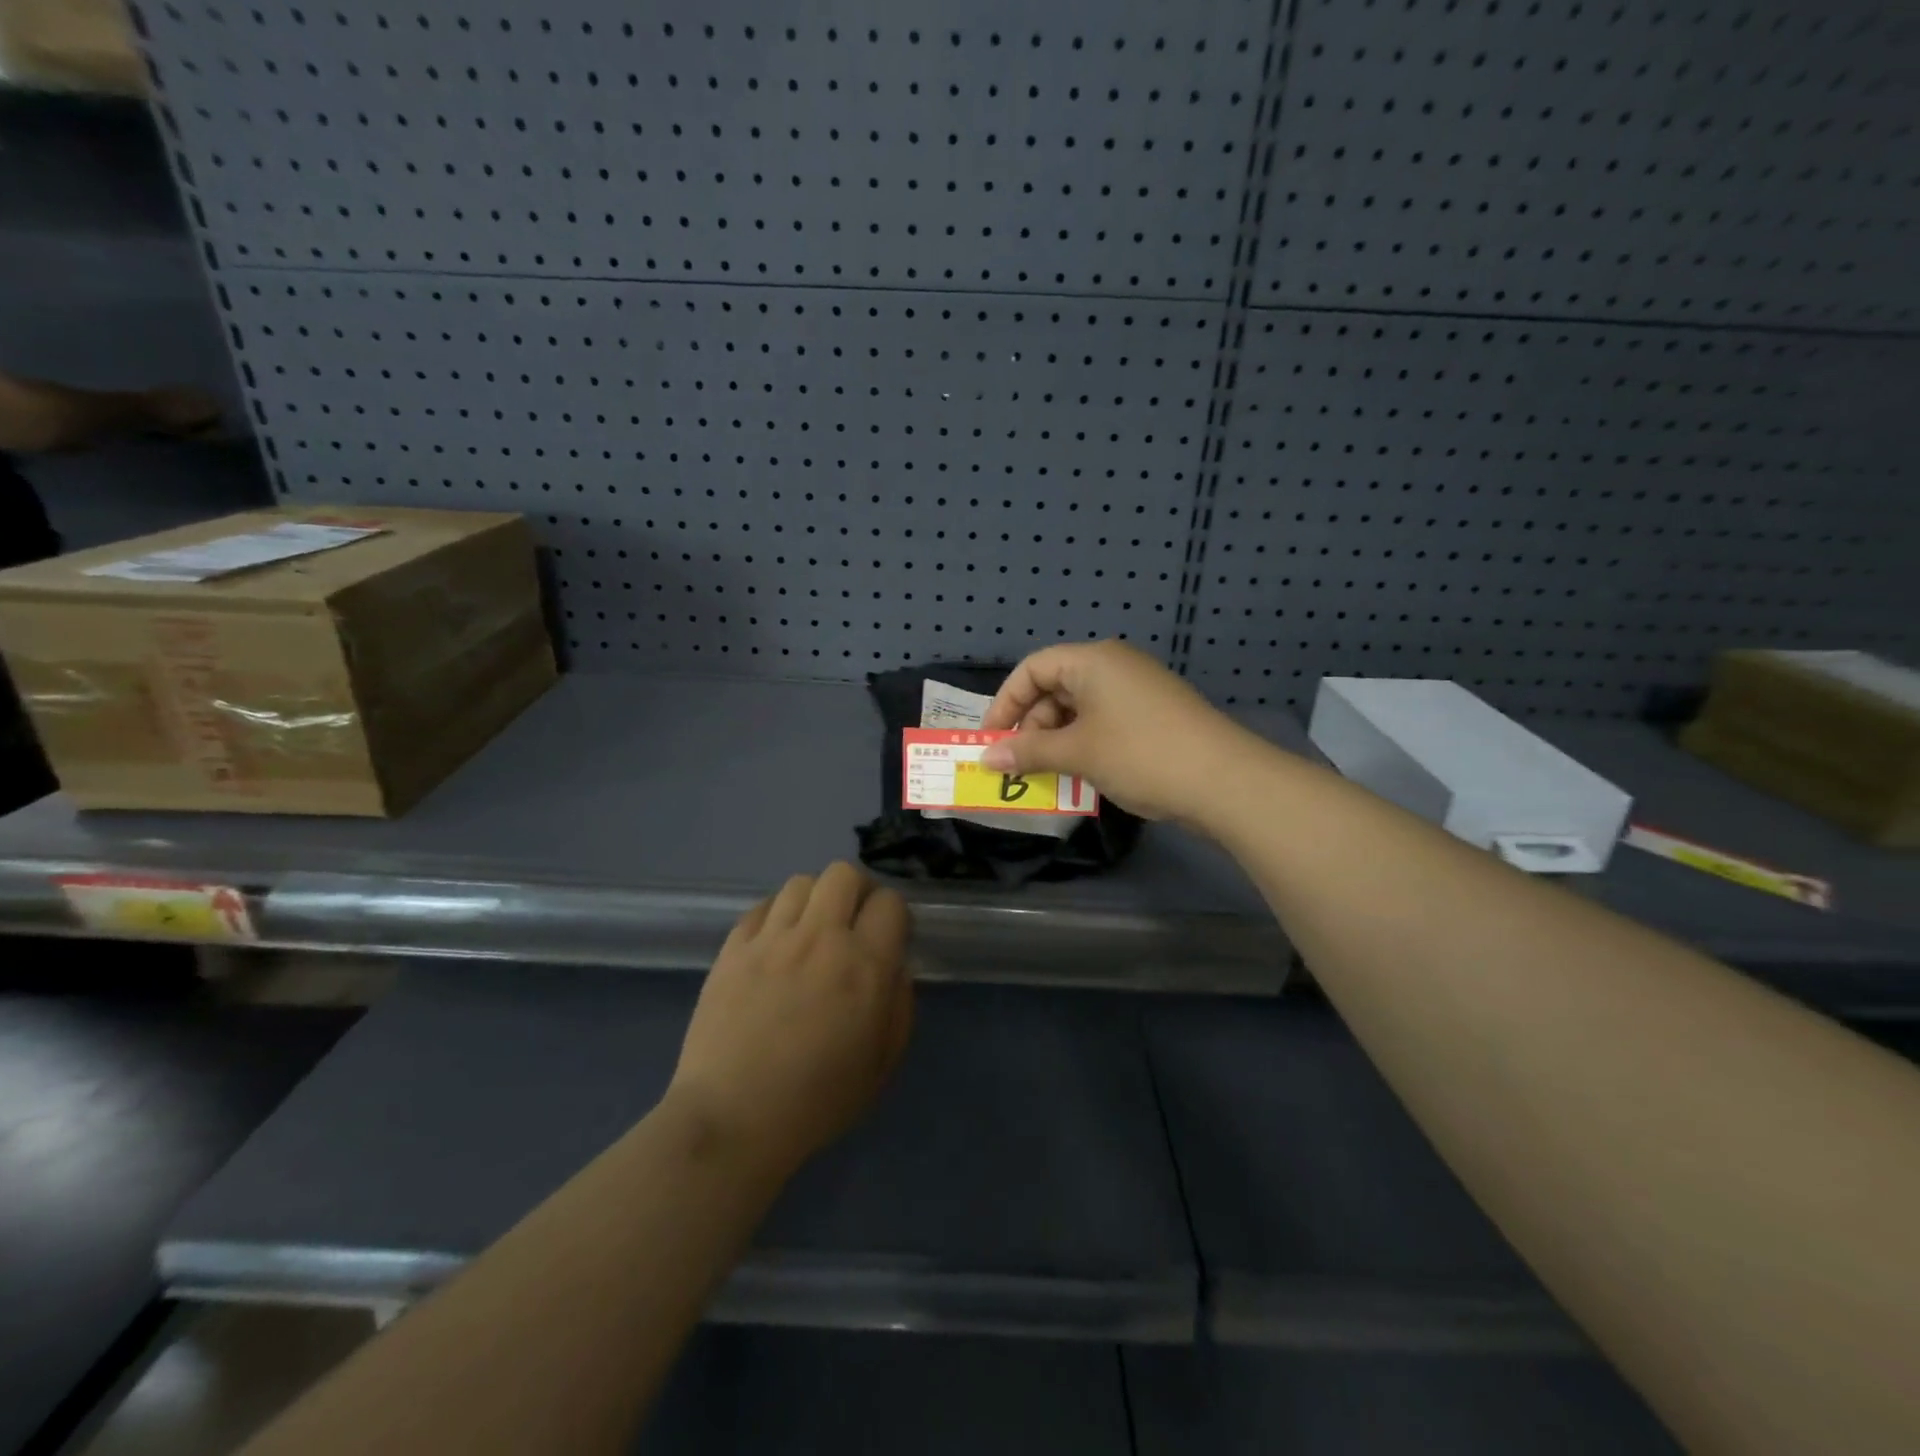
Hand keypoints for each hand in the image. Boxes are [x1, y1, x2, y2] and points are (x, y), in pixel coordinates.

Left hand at [666, 862, 912, 1179]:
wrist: (732, 1119)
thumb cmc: (817, 1101)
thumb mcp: (882, 1064)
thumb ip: (900, 1006)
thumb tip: (895, 967)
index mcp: (864, 965)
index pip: (890, 902)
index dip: (894, 915)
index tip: (888, 937)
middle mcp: (820, 938)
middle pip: (843, 874)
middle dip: (857, 890)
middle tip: (853, 921)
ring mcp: (772, 939)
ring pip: (801, 883)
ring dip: (815, 900)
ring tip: (811, 930)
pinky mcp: (733, 948)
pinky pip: (761, 906)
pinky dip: (776, 915)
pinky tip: (775, 943)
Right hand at [979, 640, 1256, 821]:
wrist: (1223, 780)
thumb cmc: (1140, 754)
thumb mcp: (1077, 753)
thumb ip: (1028, 752)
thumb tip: (985, 758)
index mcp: (1093, 660)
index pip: (1032, 669)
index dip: (1005, 703)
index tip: (991, 740)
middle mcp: (1114, 667)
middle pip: (1055, 688)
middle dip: (1031, 727)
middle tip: (1020, 764)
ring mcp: (1137, 691)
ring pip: (1079, 709)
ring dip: (1056, 741)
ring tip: (1047, 775)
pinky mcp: (1153, 716)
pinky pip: (1103, 723)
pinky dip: (1083, 745)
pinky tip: (1079, 775)